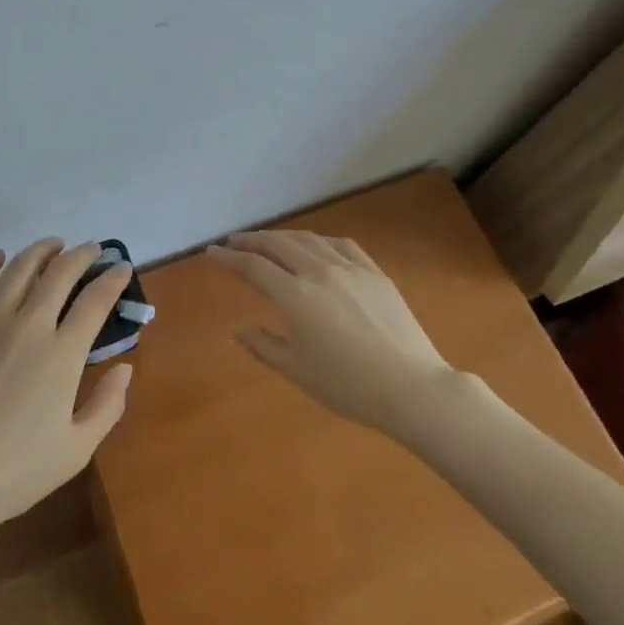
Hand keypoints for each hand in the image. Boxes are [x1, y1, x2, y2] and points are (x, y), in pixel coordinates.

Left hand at [0, 240, 133, 523]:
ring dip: (40, 251)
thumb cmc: (15, 471)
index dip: (113, 279)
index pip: (95, 300)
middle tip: (91, 250)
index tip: (121, 268)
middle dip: (81, 255)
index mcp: (62, 354)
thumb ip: (108, 405)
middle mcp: (28, 326)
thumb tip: (125, 367)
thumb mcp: (77, 449)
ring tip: (53, 245)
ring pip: (18, 269)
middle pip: (60, 273)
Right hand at [207, 231, 458, 436]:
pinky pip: (341, 244)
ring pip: (308, 239)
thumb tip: (237, 329)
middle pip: (278, 244)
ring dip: (283, 236)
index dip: (229, 258)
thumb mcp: (297, 371)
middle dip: (252, 240)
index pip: (253, 267)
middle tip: (234, 242)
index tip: (211, 252)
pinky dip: (319, 240)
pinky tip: (315, 246)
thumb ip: (263, 345)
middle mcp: (319, 272)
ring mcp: (350, 268)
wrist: (412, 388)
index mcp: (295, 297)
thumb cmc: (348, 386)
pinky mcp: (375, 273)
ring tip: (269, 241)